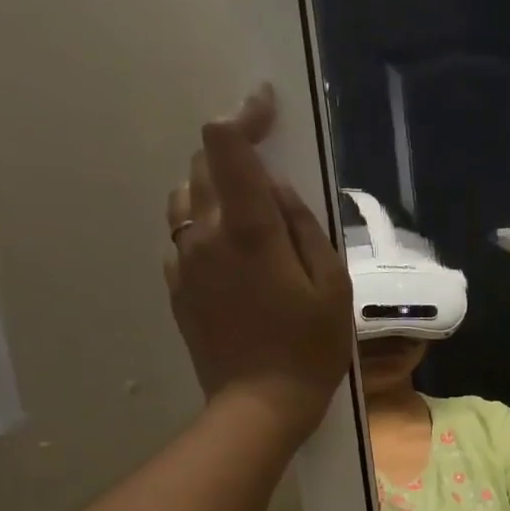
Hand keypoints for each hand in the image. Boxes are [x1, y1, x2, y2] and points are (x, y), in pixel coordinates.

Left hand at [165, 85, 353, 437]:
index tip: (265, 107)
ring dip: (215, 187)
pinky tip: (235, 252)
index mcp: (248, 230)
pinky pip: (184, 235)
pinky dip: (206, 225)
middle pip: (203, 165)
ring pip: (187, 197)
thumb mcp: (332, 286)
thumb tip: (275, 187)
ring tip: (251, 211)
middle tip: (269, 168)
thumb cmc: (310, 347)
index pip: (227, 145)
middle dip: (234, 153)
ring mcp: (184, 260)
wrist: (260, 403)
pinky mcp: (177, 285)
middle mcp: (204, 233)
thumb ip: (304, 226)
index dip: (244, 115)